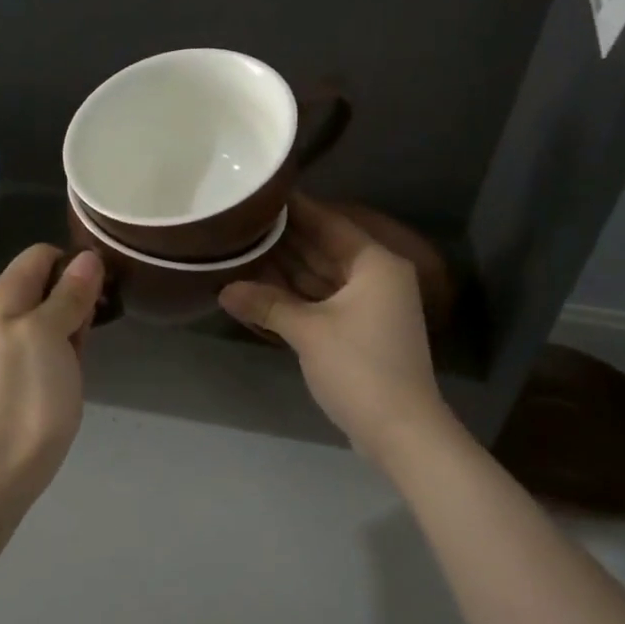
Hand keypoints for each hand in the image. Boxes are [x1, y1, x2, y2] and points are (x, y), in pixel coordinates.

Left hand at [0, 245, 104, 500]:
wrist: (2, 465)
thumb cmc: (28, 393)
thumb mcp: (52, 333)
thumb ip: (69, 293)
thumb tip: (88, 258)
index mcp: (1, 297)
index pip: (40, 255)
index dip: (74, 263)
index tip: (102, 288)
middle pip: (45, 283)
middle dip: (76, 295)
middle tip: (94, 325)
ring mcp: (3, 345)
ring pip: (48, 314)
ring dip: (72, 323)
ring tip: (83, 350)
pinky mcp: (13, 372)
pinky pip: (44, 342)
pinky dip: (63, 346)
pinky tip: (73, 369)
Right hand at [219, 198, 452, 464]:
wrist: (401, 431)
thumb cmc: (360, 369)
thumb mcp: (309, 332)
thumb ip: (267, 304)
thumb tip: (223, 289)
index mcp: (374, 264)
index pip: (328, 223)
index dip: (295, 208)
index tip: (261, 193)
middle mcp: (375, 276)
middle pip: (324, 248)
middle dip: (285, 239)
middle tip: (242, 221)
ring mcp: (369, 305)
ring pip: (321, 276)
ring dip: (287, 269)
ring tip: (243, 249)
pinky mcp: (360, 330)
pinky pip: (323, 300)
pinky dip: (296, 295)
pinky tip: (262, 288)